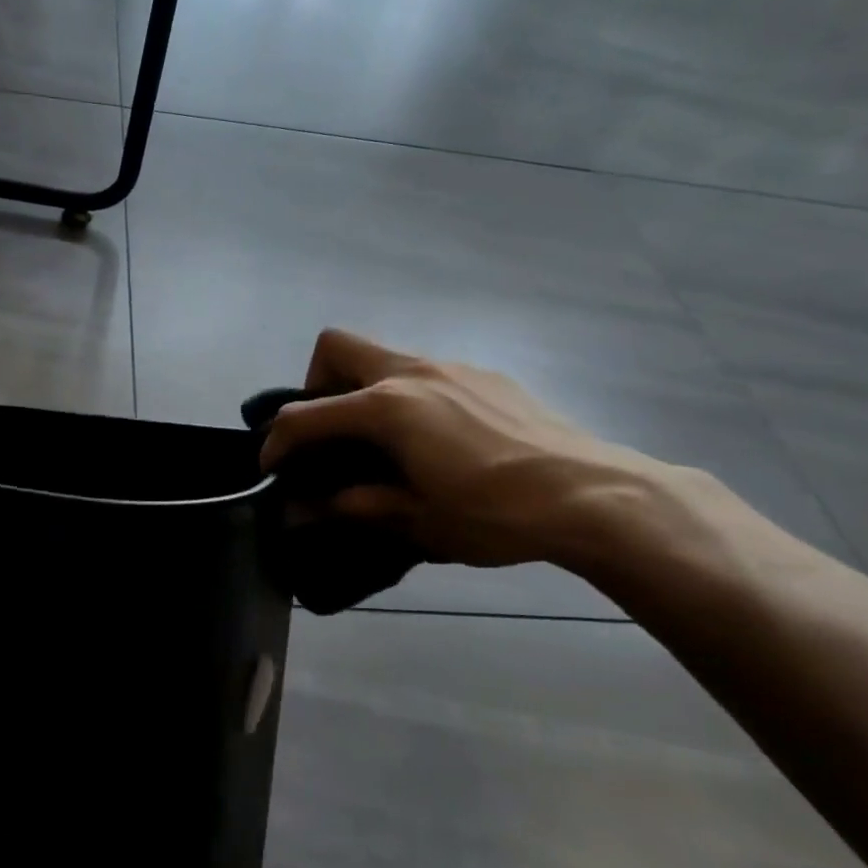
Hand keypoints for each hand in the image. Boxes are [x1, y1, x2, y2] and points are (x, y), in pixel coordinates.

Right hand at [260, 330, 658, 569]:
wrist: (595, 496)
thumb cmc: (496, 513)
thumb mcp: (416, 520)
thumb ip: (353, 506)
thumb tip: (301, 512)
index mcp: (387, 407)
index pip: (307, 414)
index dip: (278, 441)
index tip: (272, 468)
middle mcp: (412, 372)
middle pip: (337, 346)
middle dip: (316, 384)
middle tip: (330, 433)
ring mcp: (453, 367)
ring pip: (385, 358)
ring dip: (365, 391)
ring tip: (386, 445)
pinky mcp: (486, 376)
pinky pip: (427, 373)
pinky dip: (409, 397)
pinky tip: (439, 442)